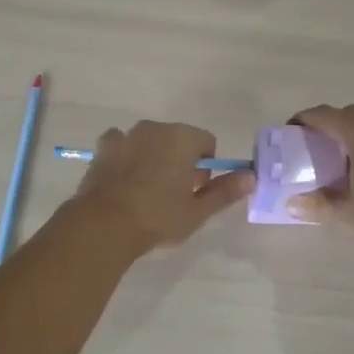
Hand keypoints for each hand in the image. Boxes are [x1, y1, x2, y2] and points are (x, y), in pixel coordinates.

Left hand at [71, 121, 253, 254]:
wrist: (104, 225)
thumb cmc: (157, 217)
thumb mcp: (197, 210)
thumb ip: (225, 191)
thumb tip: (251, 177)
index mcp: (182, 138)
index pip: (207, 142)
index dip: (206, 166)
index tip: (196, 190)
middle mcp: (154, 128)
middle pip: (178, 139)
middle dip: (180, 160)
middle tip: (174, 194)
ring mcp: (125, 135)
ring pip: (149, 141)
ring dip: (153, 157)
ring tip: (147, 190)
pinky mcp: (102, 148)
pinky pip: (122, 145)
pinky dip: (126, 156)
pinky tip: (123, 181)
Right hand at [288, 105, 353, 257]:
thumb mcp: (345, 215)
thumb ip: (316, 205)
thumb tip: (292, 202)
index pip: (323, 115)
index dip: (303, 121)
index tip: (290, 134)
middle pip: (348, 116)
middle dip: (329, 128)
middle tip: (315, 152)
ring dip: (353, 138)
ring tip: (341, 165)